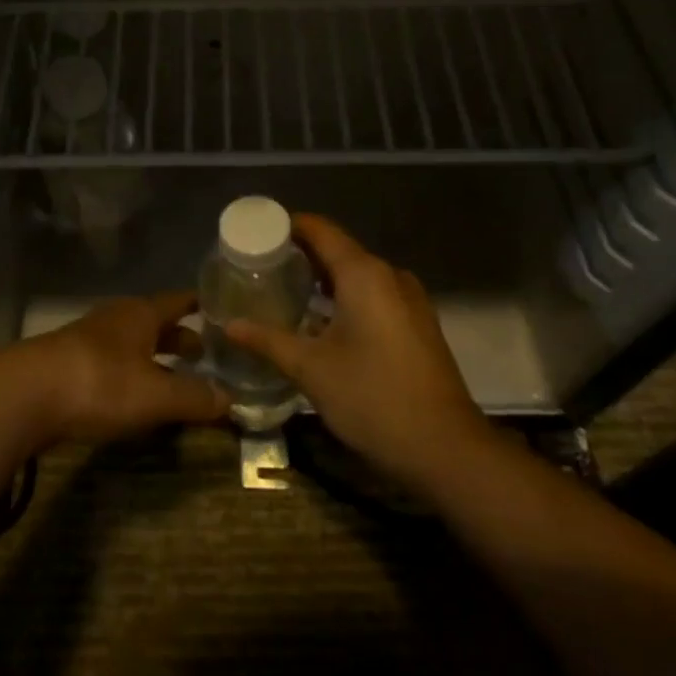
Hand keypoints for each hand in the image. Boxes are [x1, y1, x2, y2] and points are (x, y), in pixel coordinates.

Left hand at [11, 291, 227, 445]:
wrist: (24, 395)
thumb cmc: (100, 383)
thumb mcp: (155, 395)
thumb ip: (194, 397)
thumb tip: (232, 398)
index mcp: (141, 314)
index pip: (178, 301)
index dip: (200, 305)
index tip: (221, 309)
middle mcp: (116, 319)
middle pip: (154, 322)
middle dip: (179, 337)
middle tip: (205, 353)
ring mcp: (88, 339)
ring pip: (131, 343)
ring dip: (153, 356)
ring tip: (173, 375)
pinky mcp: (68, 364)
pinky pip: (111, 363)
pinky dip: (130, 373)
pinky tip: (133, 394)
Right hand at [225, 213, 484, 488]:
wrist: (446, 449)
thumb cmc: (373, 398)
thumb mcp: (311, 369)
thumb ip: (268, 340)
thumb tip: (229, 324)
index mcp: (364, 274)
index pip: (320, 230)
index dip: (286, 226)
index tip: (254, 234)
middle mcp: (389, 276)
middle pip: (338, 250)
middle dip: (299, 255)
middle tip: (259, 267)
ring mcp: (409, 300)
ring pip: (357, 275)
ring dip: (322, 279)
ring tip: (282, 291)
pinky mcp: (417, 324)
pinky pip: (373, 295)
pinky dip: (344, 298)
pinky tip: (320, 321)